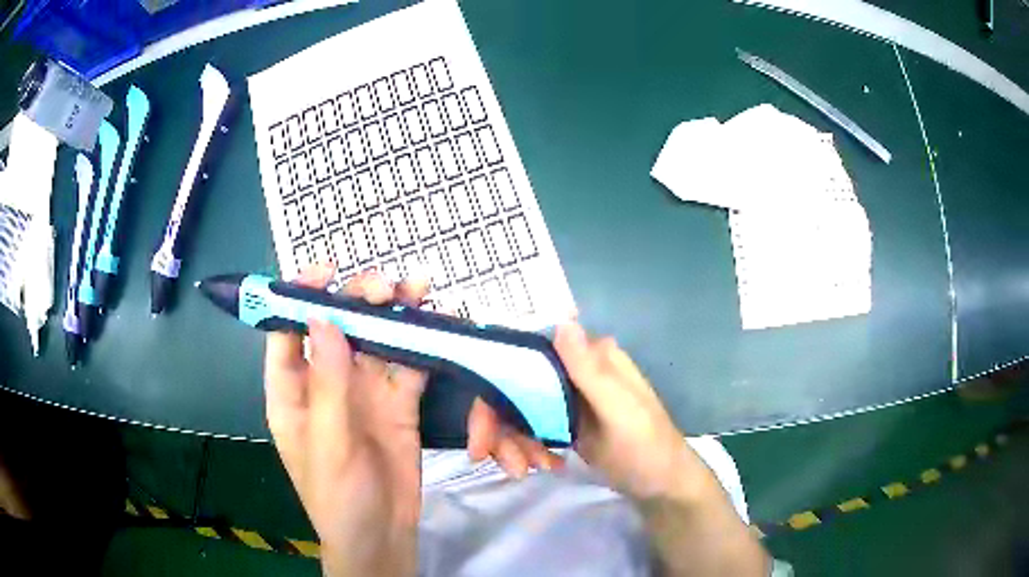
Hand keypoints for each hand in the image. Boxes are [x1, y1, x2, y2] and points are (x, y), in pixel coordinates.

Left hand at [264, 265, 429, 576]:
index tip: (326, 271)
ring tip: (416, 290)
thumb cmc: (338, 497)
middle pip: (337, 328)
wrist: (382, 535)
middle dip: (357, 301)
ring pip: (375, 341)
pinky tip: (434, 324)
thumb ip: (327, 384)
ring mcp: (363, 392)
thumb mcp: (328, 444)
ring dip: (393, 315)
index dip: (301, 296)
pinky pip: (407, 366)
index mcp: (292, 392)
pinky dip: (420, 344)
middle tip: (385, 287)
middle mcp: (325, 383)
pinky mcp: (398, 404)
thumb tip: (323, 319)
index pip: (287, 332)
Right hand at [469, 322, 700, 501]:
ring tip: (524, 471)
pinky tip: (544, 466)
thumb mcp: (621, 413)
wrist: (661, 486)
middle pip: (515, 385)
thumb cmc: (647, 447)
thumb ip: (591, 372)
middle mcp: (575, 370)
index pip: (530, 354)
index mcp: (592, 357)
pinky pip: (529, 428)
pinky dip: (526, 448)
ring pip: (517, 410)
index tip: (481, 424)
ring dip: (511, 442)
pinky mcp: (564, 422)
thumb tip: (561, 322)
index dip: (495, 382)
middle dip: (497, 424)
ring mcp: (568, 397)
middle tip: (486, 457)